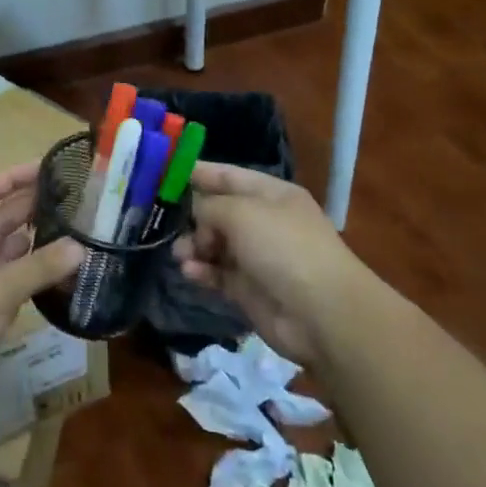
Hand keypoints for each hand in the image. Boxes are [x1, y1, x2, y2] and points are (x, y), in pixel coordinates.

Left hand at [0, 162, 84, 400]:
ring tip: (68, 231)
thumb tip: (80, 247)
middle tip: (68, 199)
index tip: (45, 167)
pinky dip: (27, 277)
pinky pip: (5, 285)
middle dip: (26, 208)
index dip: (11, 177)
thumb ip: (39, 266)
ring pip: (1, 254)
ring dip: (30, 244)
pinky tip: (54, 273)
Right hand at [175, 161, 367, 364]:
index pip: (228, 176)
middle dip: (190, 216)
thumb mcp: (240, 212)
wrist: (322, 314)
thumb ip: (208, 206)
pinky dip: (202, 271)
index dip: (198, 172)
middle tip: (164, 222)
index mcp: (270, 194)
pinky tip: (190, 272)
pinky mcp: (248, 289)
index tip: (163, 173)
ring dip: (193, 246)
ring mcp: (257, 257)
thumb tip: (194, 214)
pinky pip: (217, 273)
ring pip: (213, 244)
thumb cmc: (283, 247)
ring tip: (180, 254)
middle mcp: (263, 222)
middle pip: (217, 211)